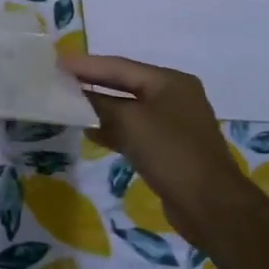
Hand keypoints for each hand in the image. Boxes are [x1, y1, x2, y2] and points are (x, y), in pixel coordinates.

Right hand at [58, 53, 245, 230]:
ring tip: (68, 104)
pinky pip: (134, 130)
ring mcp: (173, 124)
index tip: (57, 61)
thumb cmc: (171, 153)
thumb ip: (100, 103)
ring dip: (100, 107)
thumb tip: (76, 93)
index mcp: (169, 81)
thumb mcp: (130, 122)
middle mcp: (173, 96)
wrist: (211, 207)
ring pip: (128, 108)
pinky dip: (113, 129)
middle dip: (92, 83)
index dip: (86, 64)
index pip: (119, 66)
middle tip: (59, 79)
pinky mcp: (169, 149)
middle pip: (124, 84)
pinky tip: (90, 132)